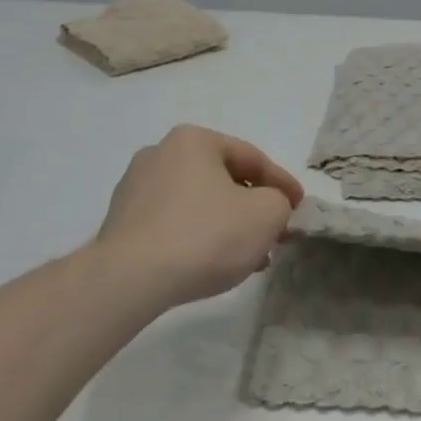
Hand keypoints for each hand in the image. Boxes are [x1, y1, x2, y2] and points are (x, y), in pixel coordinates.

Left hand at [93, 125, 303, 308]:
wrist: (130, 280)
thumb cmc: (205, 234)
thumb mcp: (266, 214)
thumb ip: (280, 203)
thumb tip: (271, 207)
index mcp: (194, 140)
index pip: (253, 158)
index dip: (283, 184)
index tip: (300, 208)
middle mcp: (160, 153)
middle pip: (223, 179)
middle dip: (252, 207)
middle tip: (275, 232)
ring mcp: (135, 189)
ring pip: (198, 203)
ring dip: (227, 225)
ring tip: (248, 257)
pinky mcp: (120, 224)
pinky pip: (173, 224)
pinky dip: (197, 238)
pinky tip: (212, 263)